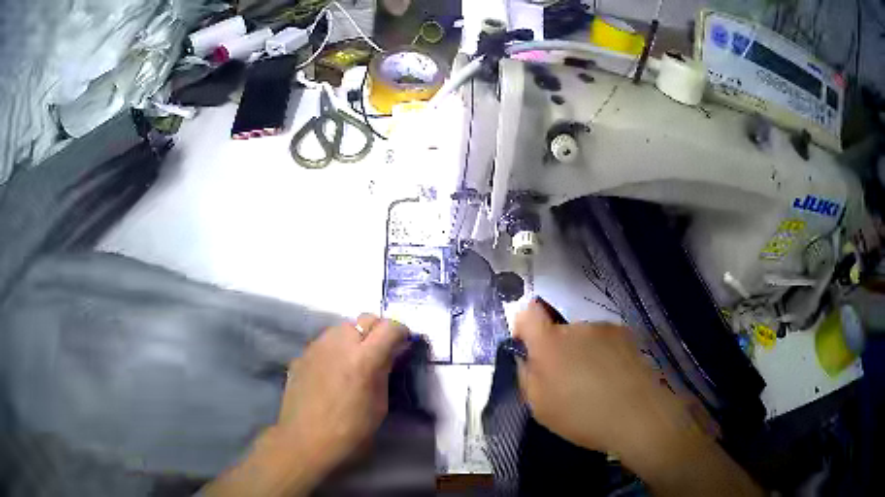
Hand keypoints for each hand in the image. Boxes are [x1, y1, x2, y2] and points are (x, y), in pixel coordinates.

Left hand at [203, 314, 407, 496]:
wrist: (305, 442)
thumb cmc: (350, 432)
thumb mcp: (379, 405)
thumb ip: (384, 372)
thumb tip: (389, 355)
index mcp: (364, 358)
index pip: (390, 326)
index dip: (401, 333)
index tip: (403, 346)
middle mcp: (339, 343)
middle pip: (364, 319)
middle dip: (377, 331)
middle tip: (380, 352)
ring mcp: (316, 347)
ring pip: (342, 328)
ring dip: (354, 338)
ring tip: (354, 361)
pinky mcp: (301, 355)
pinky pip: (324, 342)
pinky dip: (334, 349)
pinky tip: (332, 372)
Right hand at [513, 299, 685, 455]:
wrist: (638, 414)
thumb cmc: (582, 416)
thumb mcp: (539, 406)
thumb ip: (527, 376)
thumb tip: (528, 359)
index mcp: (549, 343)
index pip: (528, 312)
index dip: (524, 326)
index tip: (529, 348)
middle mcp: (577, 328)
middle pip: (559, 331)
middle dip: (559, 351)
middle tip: (568, 382)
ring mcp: (605, 329)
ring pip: (584, 338)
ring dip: (584, 354)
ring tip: (597, 385)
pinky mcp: (627, 335)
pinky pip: (606, 342)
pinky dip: (605, 355)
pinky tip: (615, 379)